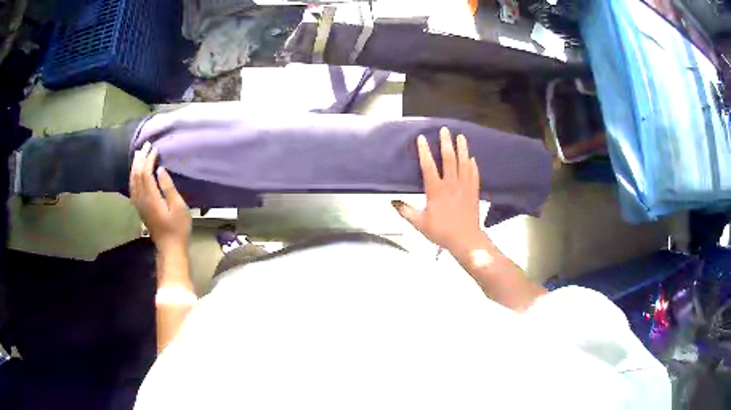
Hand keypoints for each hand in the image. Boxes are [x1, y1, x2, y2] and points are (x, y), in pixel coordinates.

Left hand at [130, 142, 191, 252]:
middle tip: (146, 146)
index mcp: (151, 197)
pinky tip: (135, 172)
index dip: (149, 159)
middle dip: (141, 159)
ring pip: (132, 180)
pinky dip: (133, 176)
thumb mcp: (178, 207)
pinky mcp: (139, 208)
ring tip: (139, 154)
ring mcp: (139, 204)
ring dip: (135, 166)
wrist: (169, 247)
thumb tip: (160, 170)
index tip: (155, 149)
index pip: (145, 173)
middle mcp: (141, 199)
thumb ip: (168, 187)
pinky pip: (132, 188)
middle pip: (137, 174)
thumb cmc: (178, 228)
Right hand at [393, 127, 482, 250]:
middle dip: (446, 142)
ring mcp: (465, 186)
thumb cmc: (441, 231)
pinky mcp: (474, 191)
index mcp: (436, 189)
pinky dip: (473, 165)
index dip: (424, 151)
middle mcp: (451, 183)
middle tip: (445, 130)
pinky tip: (472, 158)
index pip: (428, 165)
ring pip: (463, 162)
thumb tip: (392, 201)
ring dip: (462, 148)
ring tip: (461, 136)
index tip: (422, 138)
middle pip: (449, 158)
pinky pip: (474, 174)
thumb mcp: (419, 223)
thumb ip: (405, 211)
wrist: (465, 239)